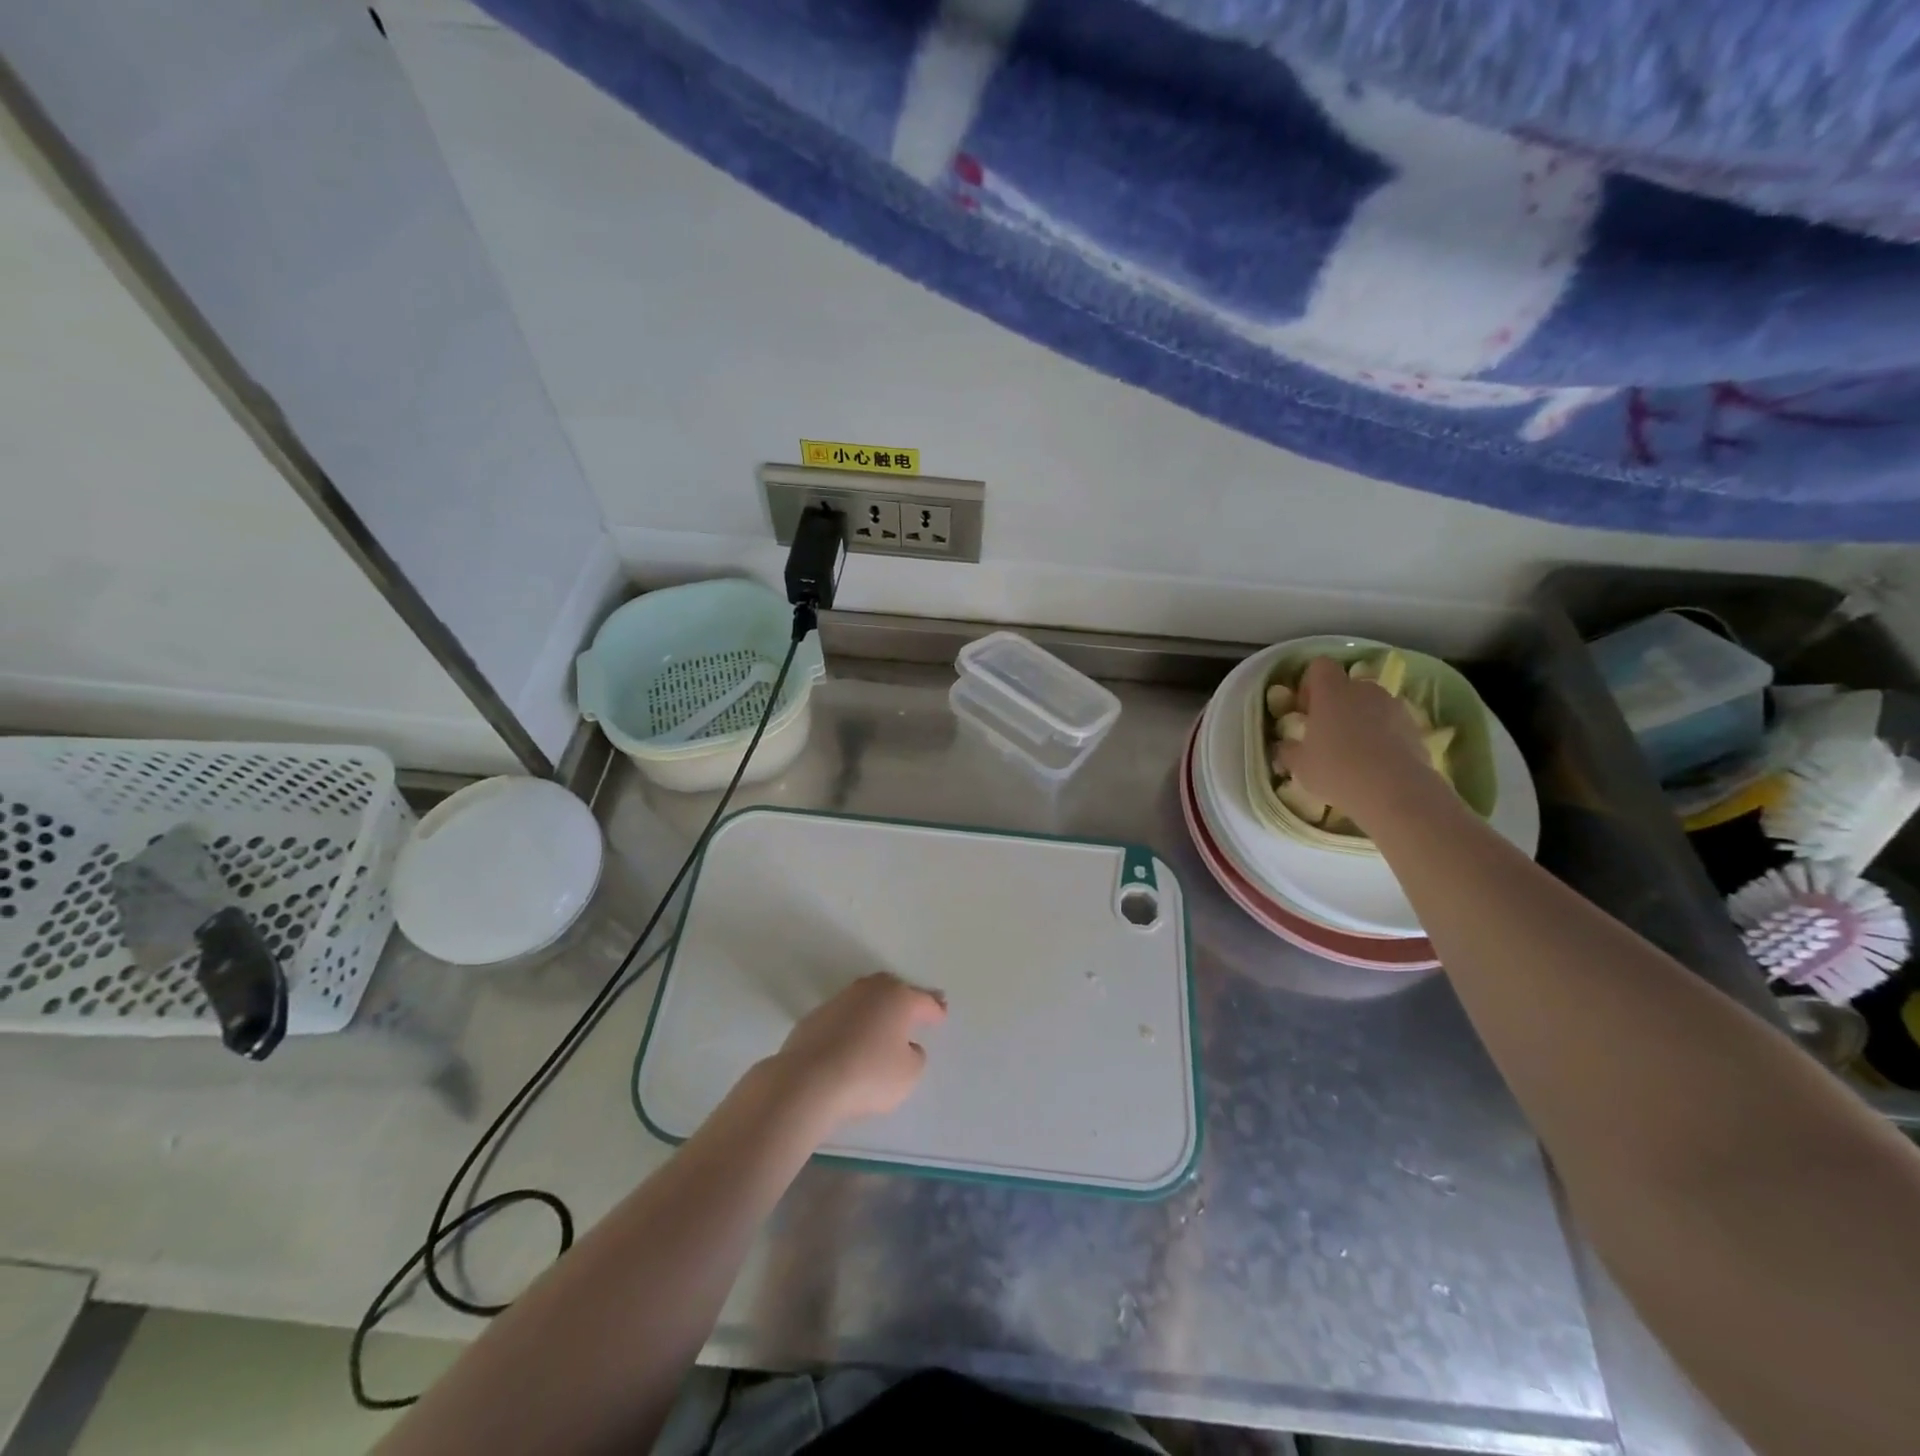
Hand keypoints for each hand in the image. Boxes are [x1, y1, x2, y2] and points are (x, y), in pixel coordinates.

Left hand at [766, 973, 946, 1129]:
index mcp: (898, 998)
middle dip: (907, 998)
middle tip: (917, 1008)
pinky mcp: (816, 1016)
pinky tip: (854, 1038)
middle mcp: (870, 990)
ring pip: (867, 998)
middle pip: (894, 989)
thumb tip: (906, 1046)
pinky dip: (853, 1023)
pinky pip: (844, 1015)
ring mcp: (840, 1000)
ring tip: (884, 1023)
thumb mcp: (909, 1074)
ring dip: (877, 1008)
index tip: (941, 1014)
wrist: (809, 1081)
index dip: (935, 1009)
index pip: (924, 1000)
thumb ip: (915, 1055)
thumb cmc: (869, 1075)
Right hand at [1279, 656, 1436, 830]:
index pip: (1319, 666)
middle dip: (1336, 704)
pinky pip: (1391, 723)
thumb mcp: (1299, 765)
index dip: (1309, 684)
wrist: (1395, 790)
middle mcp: (1363, 689)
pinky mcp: (1414, 726)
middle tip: (1326, 733)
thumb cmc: (1336, 770)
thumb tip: (1283, 746)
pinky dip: (1382, 735)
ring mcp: (1393, 705)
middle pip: (1347, 686)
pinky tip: (1376, 762)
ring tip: (1353, 750)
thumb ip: (1287, 749)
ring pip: (1370, 704)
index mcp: (1331, 691)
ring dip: (1360, 719)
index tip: (1305, 711)